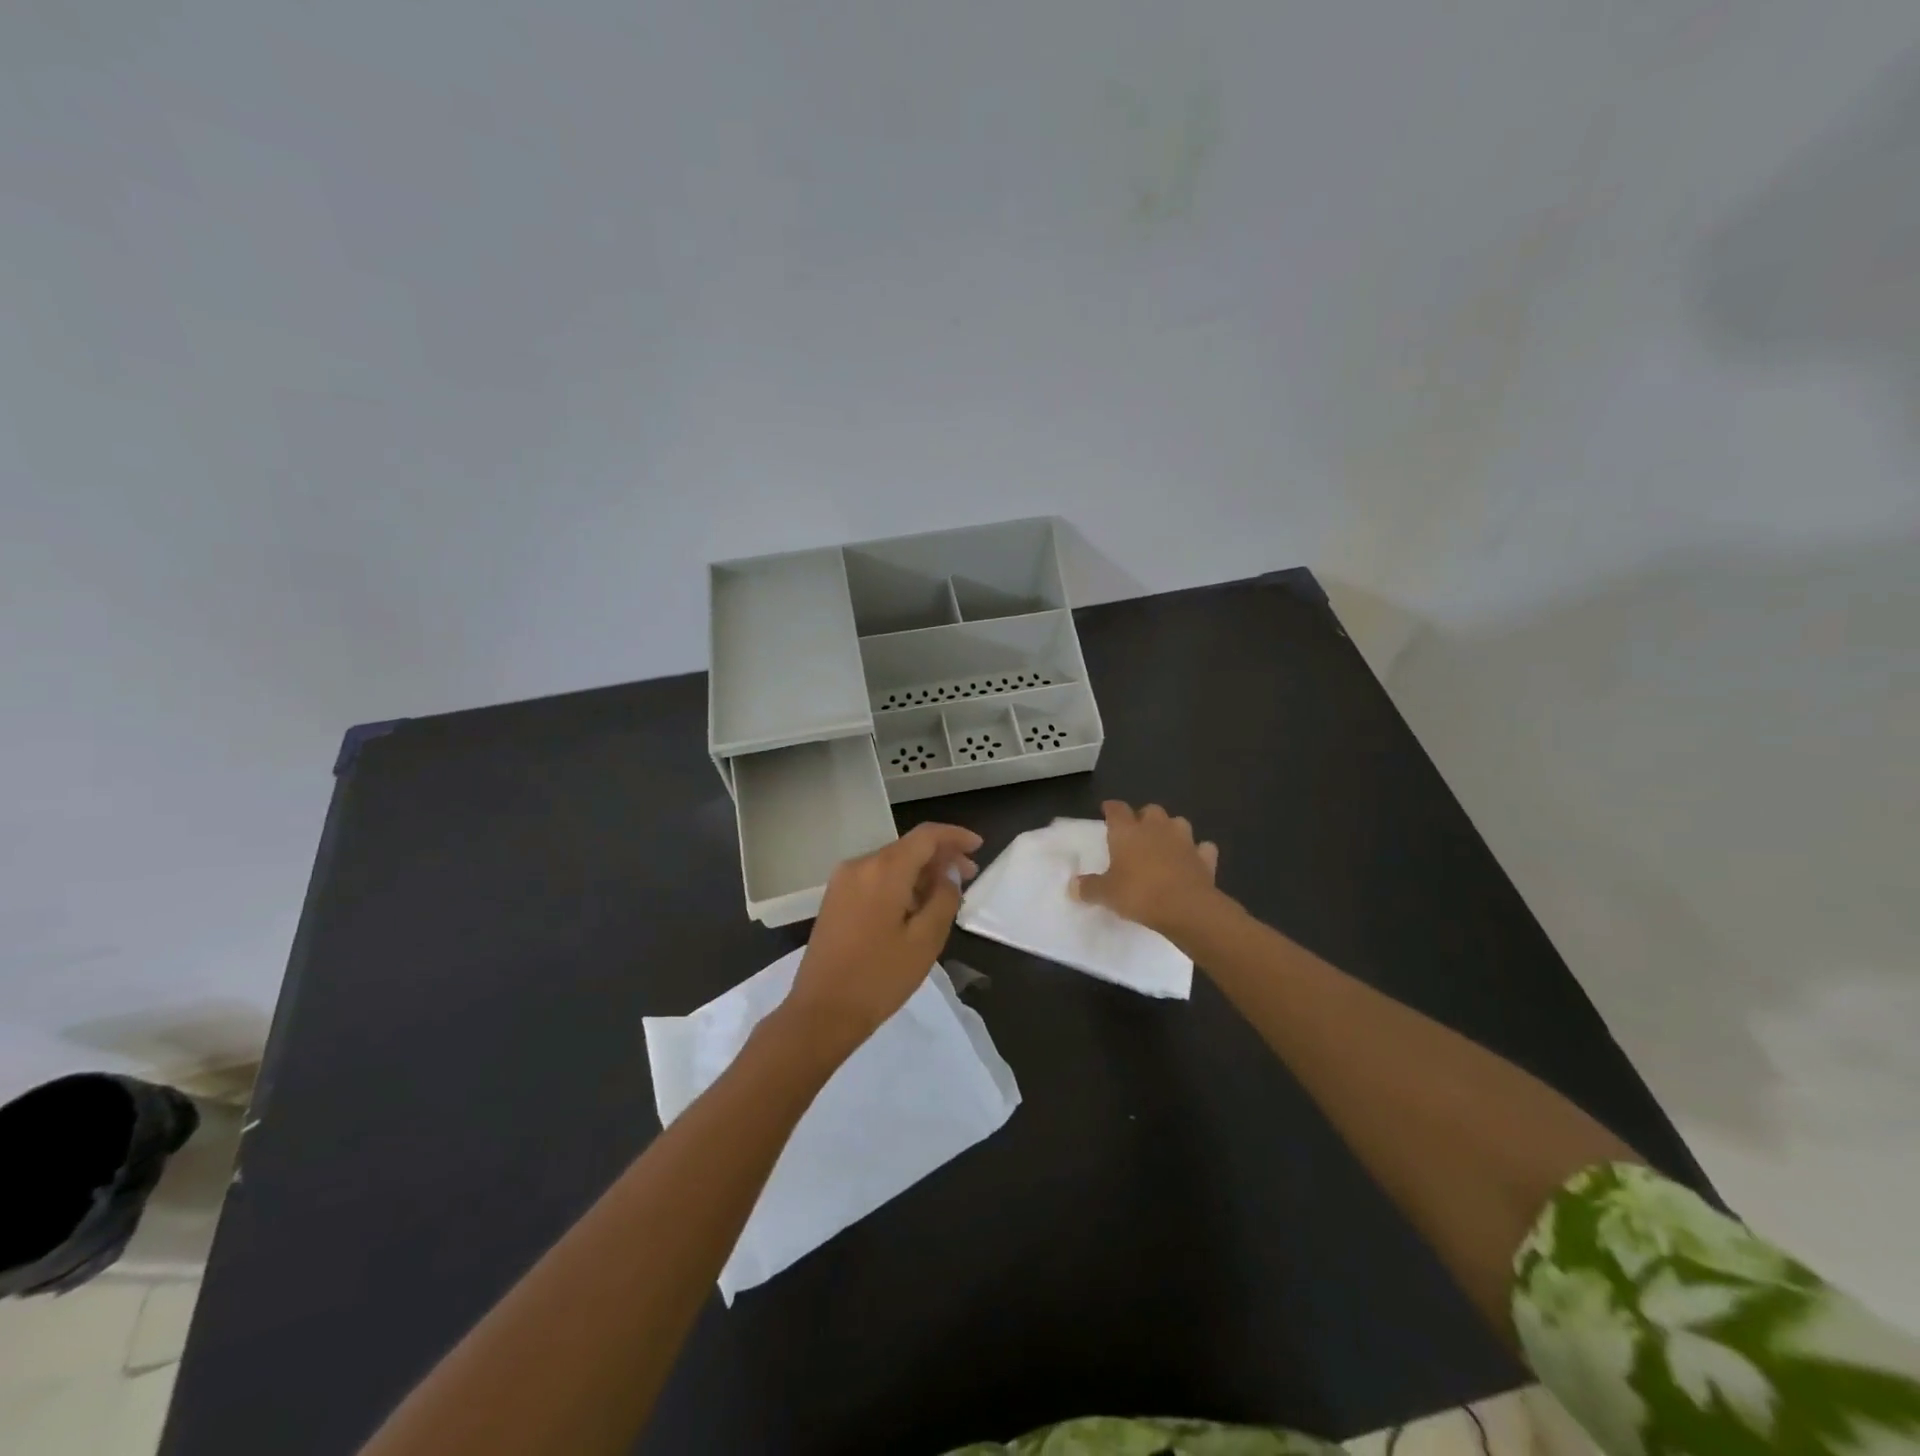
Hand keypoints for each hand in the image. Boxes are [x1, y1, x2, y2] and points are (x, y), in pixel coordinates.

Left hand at [782, 822, 982, 1054]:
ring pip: (892, 862)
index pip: (926, 836)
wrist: (821, 1012)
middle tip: (970, 875)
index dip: (955, 836)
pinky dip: (900, 882)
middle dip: (941, 856)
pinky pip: (875, 878)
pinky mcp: (836, 899)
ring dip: (921, 871)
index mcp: (884, 870)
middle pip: (908, 847)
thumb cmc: (879, 977)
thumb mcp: (925, 940)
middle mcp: (860, 865)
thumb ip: (943, 899)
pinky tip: (916, 904)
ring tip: (947, 893)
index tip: (978, 846)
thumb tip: (948, 876)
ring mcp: (843, 881)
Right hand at [1071, 801, 1221, 938]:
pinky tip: (1192, 861)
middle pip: (1150, 810)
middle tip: (1137, 832)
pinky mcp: (1205, 858)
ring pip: (1178, 823)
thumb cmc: (1139, 893)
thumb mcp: (1107, 894)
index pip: (1117, 809)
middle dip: (1144, 817)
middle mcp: (1156, 828)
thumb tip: (1073, 886)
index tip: (1107, 810)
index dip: (1111, 808)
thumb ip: (1089, 888)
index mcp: (1128, 831)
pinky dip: (1197, 852)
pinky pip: (1202, 848)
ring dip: (1171, 830)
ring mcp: (1184, 840)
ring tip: (1165, 844)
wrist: (1187, 907)